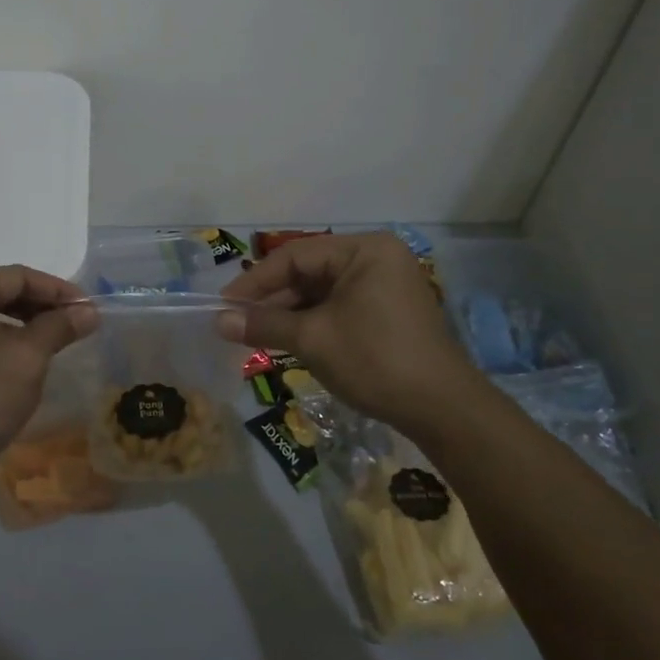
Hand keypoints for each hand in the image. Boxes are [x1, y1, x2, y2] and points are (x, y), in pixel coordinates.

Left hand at [0, 266, 96, 480]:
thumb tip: (90, 313)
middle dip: (43, 304)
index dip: (57, 290)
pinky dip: (6, 335)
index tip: (89, 307)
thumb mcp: (28, 358)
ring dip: (27, 320)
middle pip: (1, 290)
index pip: (16, 276)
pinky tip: (31, 350)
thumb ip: (59, 326)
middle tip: (79, 321)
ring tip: (61, 335)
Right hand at [220, 233, 485, 436]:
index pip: (295, 256)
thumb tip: (217, 321)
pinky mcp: (388, 311)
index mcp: (364, 250)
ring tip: (256, 334)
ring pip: (322, 292)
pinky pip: (339, 306)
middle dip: (272, 299)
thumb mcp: (312, 339)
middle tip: (237, 322)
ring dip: (289, 313)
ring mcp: (385, 285)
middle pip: (309, 271)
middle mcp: (377, 258)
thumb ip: (263, 324)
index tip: (224, 305)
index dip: (255, 281)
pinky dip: (312, 322)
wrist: (442, 409)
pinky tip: (288, 340)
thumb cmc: (374, 360)